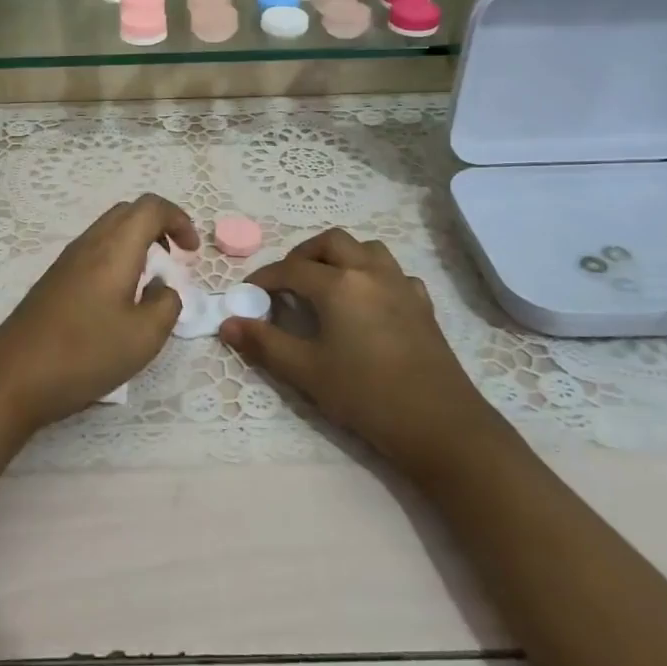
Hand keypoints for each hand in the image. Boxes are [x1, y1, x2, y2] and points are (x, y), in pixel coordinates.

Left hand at [0, 193, 197, 434]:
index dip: (179, 220)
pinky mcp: (53, 281)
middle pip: (128, 212)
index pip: (151, 207)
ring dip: (136, 244)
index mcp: (114, 248)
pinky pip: (93, 252)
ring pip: (108, 231)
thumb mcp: (144, 337)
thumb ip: (167, 305)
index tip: (192, 252)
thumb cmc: (84, 354)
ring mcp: (66, 261)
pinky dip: (116, 259)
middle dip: (159, 227)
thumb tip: (163, 289)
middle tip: (175, 260)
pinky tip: (119, 299)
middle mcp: (89, 244)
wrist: (12, 379)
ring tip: (151, 281)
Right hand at [220, 229, 495, 475]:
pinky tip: (367, 302)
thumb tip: (228, 323)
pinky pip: (393, 273)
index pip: (291, 269)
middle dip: (303, 255)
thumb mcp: (306, 372)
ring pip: (366, 248)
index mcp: (339, 284)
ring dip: (341, 256)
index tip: (247, 293)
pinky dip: (372, 275)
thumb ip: (264, 343)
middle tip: (286, 282)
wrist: (438, 423)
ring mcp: (401, 284)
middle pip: (331, 242)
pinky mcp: (422, 303)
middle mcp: (370, 272)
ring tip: (325, 283)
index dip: (264, 278)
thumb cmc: (365, 395)